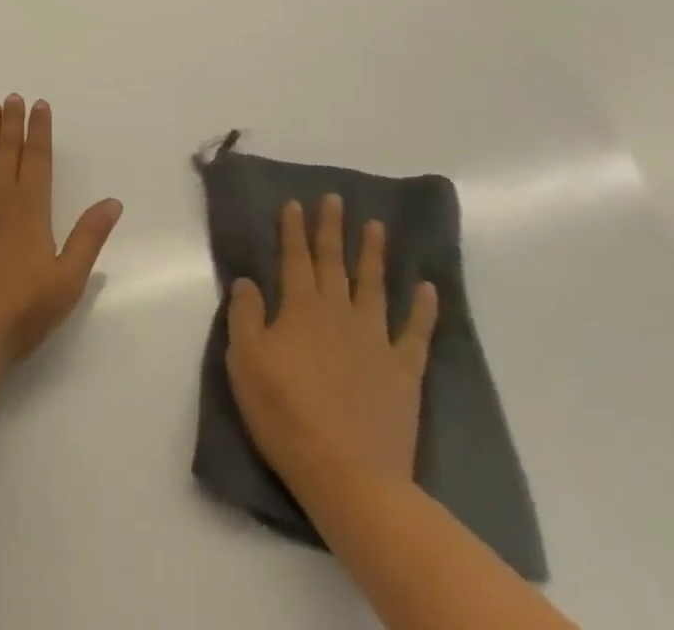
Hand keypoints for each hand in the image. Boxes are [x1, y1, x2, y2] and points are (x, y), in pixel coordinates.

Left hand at [0, 95, 122, 363]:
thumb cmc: (20, 309)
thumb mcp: (67, 279)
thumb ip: (88, 237)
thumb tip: (112, 201)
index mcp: (31, 207)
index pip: (38, 158)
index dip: (40, 130)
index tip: (40, 105)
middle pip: (8, 150)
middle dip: (13, 122)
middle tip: (14, 97)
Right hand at [227, 195, 438, 491]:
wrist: (348, 474)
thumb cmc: (286, 414)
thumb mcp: (245, 362)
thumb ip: (245, 316)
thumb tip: (247, 281)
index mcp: (300, 309)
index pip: (294, 259)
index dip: (293, 230)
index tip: (295, 203)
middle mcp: (338, 313)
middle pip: (333, 263)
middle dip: (332, 229)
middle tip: (335, 199)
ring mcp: (375, 340)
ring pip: (373, 286)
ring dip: (374, 254)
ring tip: (377, 227)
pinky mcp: (403, 372)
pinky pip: (416, 333)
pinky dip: (423, 310)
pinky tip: (428, 289)